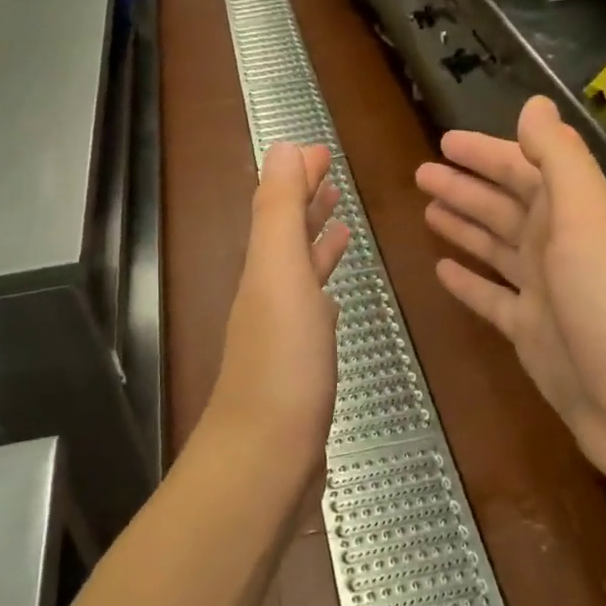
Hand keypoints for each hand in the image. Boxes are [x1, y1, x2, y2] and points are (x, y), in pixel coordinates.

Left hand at [205, 143, 350, 473]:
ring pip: (300, 274)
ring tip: (341, 224)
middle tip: (332, 177)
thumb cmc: (283, 362)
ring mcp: (283, 335)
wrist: (267, 457)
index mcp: (264, 269)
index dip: (297, 176)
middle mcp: (268, 296)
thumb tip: (284, 147)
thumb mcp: (279, 273)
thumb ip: (279, 210)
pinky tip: (334, 300)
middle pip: (286, 237)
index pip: (278, 207)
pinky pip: (313, 315)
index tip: (321, 150)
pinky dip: (323, 294)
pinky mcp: (300, 368)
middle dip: (306, 203)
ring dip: (316, 244)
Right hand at [416, 96, 605, 486]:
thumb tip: (535, 103)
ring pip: (495, 247)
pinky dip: (468, 282)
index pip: (524, 169)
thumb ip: (559, 159)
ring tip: (426, 210)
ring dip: (464, 226)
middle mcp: (559, 246)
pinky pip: (491, 297)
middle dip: (465, 187)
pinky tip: (442, 270)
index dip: (486, 153)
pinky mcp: (530, 332)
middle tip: (421, 174)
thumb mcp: (588, 218)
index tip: (445, 142)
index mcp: (574, 214)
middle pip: (505, 206)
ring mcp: (544, 292)